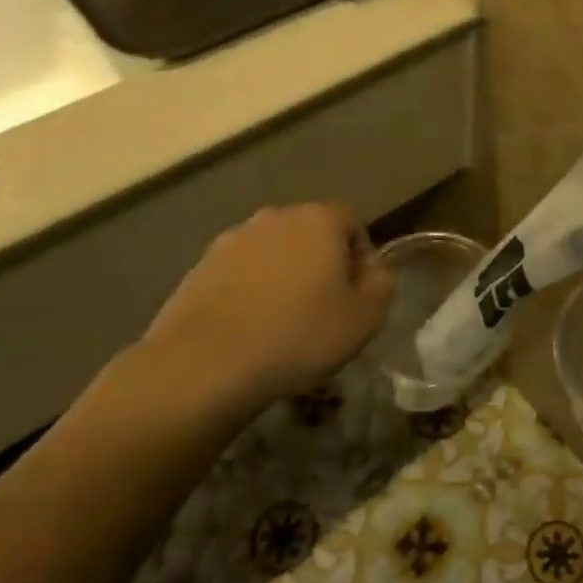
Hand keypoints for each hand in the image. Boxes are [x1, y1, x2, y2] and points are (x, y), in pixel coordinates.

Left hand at [137, 204, 392, 418]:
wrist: (204, 365)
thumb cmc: (298, 335)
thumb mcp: (364, 318)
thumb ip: (382, 284)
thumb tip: (376, 270)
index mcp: (319, 219)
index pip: (352, 222)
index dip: (360, 257)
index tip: (356, 295)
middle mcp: (275, 217)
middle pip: (310, 233)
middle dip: (320, 263)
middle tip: (322, 309)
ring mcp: (232, 240)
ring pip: (273, 253)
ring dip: (282, 277)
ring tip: (282, 323)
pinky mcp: (199, 267)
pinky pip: (240, 273)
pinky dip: (249, 292)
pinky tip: (248, 330)